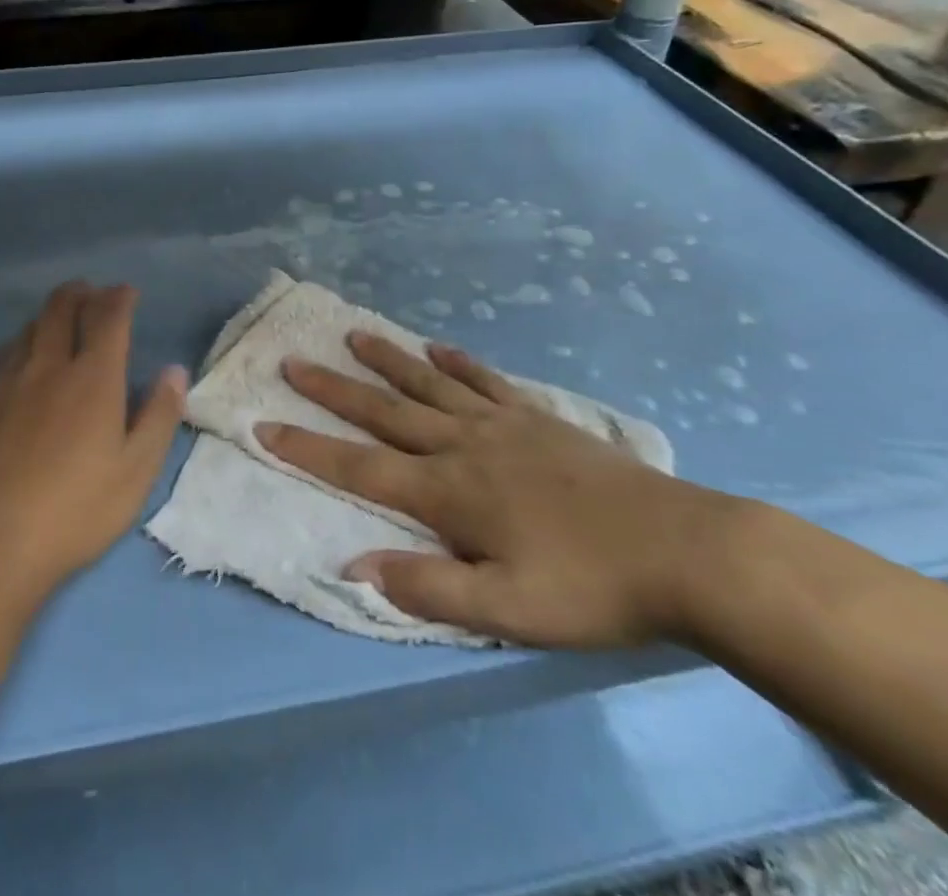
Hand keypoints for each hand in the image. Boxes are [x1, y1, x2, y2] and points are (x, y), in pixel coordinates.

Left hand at [0, 282, 186, 602]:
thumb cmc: (75, 510)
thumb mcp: (136, 472)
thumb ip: (159, 416)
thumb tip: (175, 371)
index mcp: (93, 378)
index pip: (107, 318)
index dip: (119, 298)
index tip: (127, 291)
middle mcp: (49, 367)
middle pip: (61, 308)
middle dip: (80, 293)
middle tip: (92, 293)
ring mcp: (8, 382)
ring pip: (29, 327)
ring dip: (50, 313)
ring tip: (61, 319)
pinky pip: (4, 354)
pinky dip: (22, 342)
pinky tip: (22, 359)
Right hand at [257, 334, 740, 647]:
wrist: (684, 550)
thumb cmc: (590, 587)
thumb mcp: (508, 611)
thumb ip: (427, 588)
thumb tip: (352, 567)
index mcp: (448, 493)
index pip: (359, 468)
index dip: (307, 449)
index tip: (264, 426)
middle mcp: (463, 446)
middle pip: (384, 412)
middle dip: (332, 390)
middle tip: (293, 361)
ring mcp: (502, 425)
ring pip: (428, 386)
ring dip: (387, 361)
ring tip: (353, 336)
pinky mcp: (538, 419)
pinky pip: (486, 382)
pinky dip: (457, 364)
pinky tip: (439, 348)